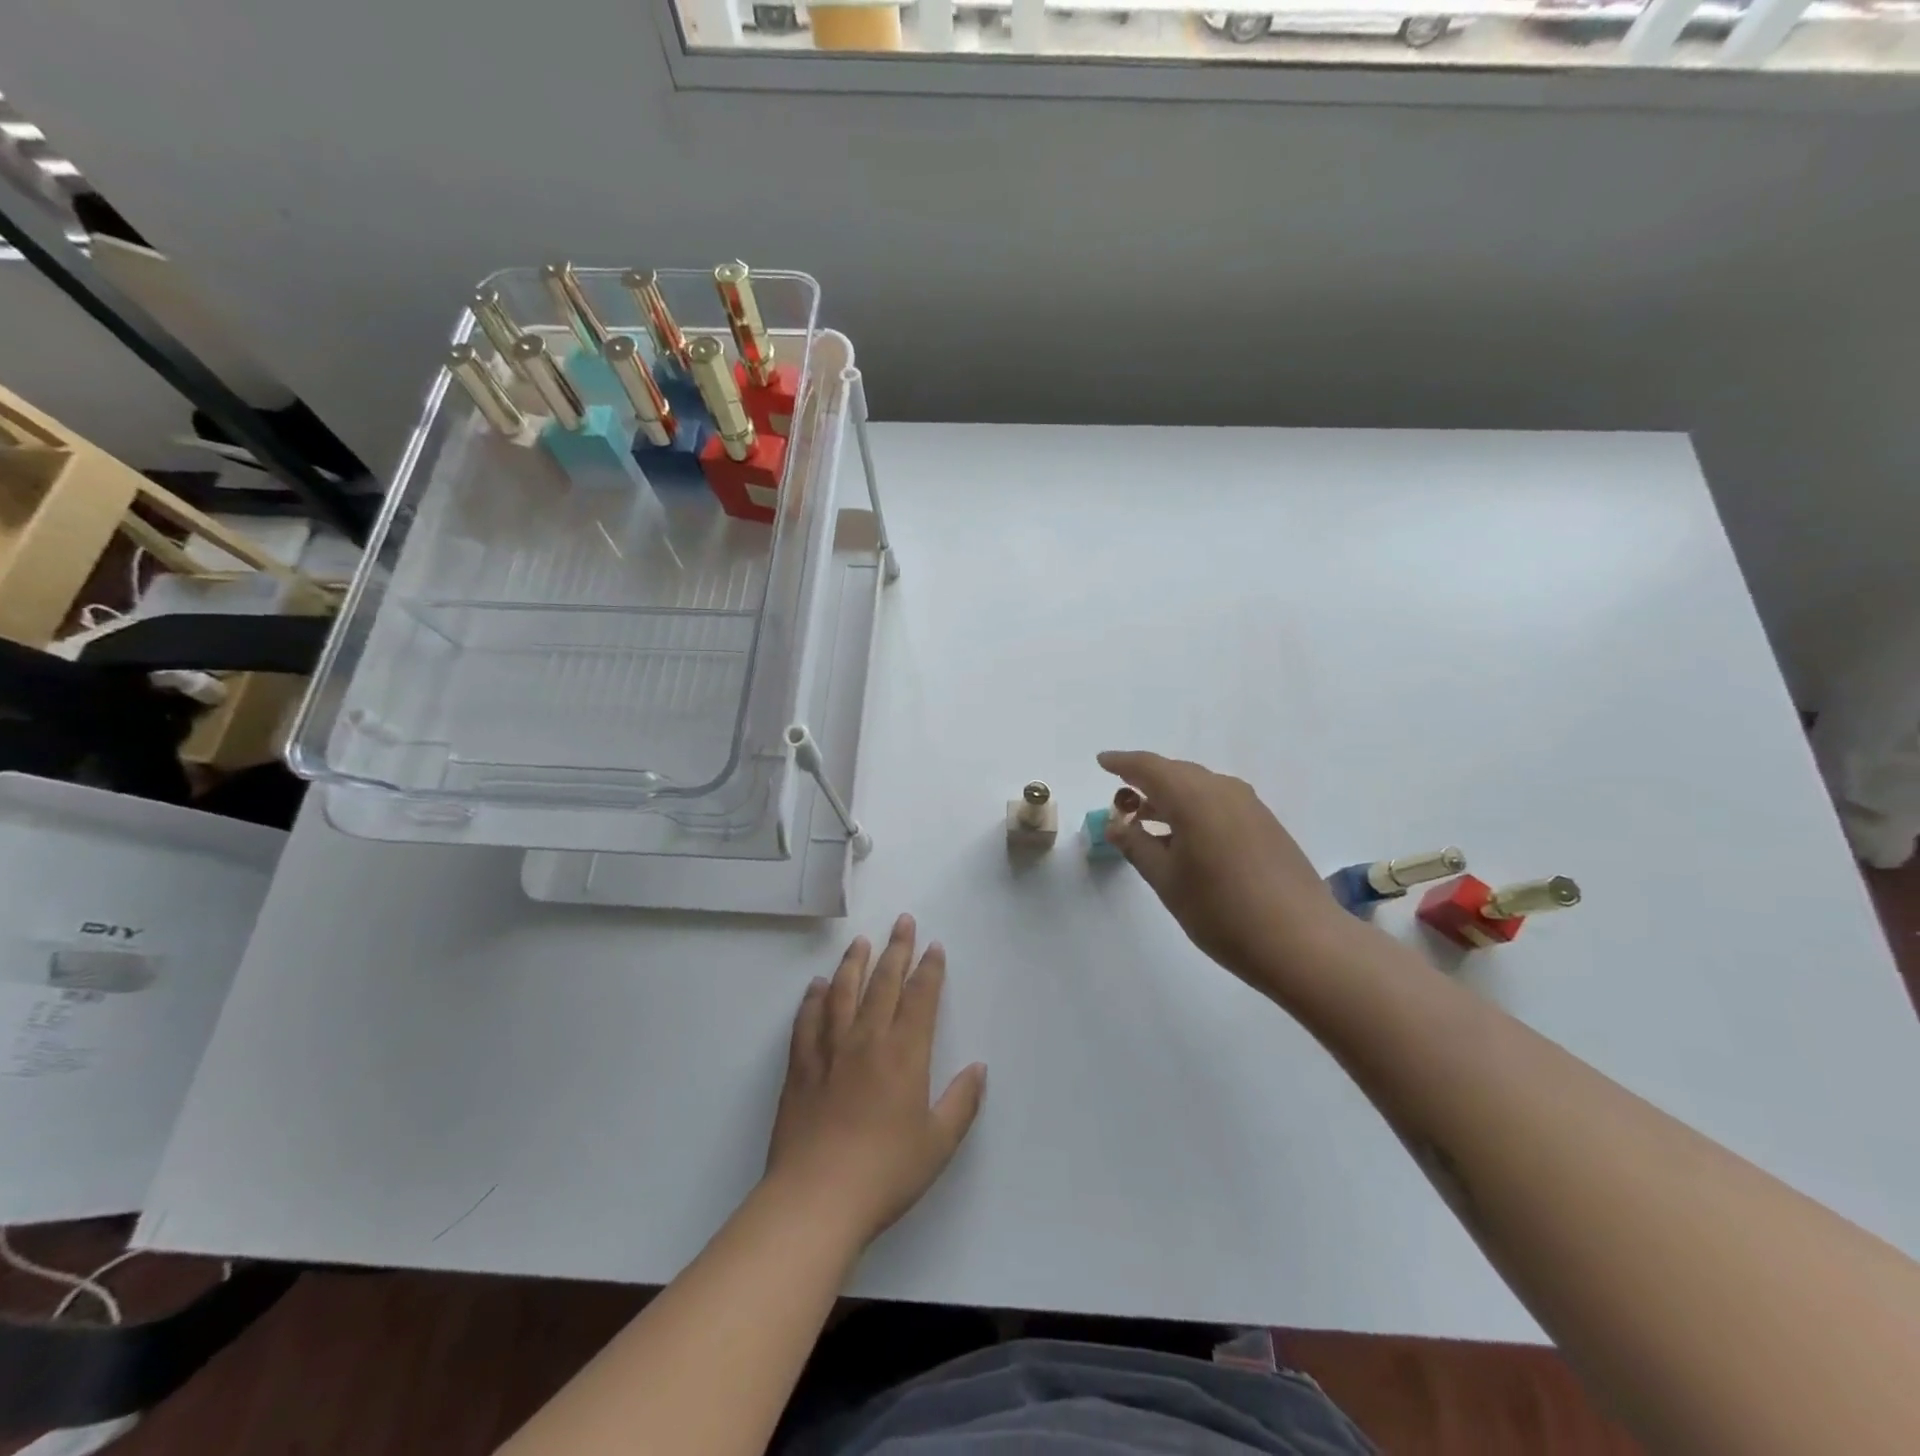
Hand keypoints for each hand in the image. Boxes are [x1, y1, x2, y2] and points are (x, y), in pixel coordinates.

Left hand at [764, 915, 986, 1248]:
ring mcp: (829, 1049)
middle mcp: (867, 1039)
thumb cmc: (885, 1172)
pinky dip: (813, 999)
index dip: (929, 969)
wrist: (816, 1198)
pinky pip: (807, 1020)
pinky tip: (817, 986)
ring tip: (861, 941)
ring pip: (843, 992)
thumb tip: (978, 1068)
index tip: (934, 946)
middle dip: (896, 949)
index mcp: (904, 1053)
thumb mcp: (938, 1143)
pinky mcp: (800, 1066)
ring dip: (854, 963)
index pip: (920, 997)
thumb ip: (962, 1102)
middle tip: (902, 921)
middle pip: (883, 982)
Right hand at [1097, 750, 1351, 990]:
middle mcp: (1223, 791)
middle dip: (1145, 781)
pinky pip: (1219, 803)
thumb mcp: (1167, 881)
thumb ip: (1137, 846)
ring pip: (1200, 788)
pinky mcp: (1266, 825)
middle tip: (1121, 799)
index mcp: (1194, 797)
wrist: (1303, 942)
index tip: (1102, 761)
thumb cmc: (1222, 912)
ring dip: (1170, 797)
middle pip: (1176, 773)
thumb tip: (1116, 824)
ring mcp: (1250, 807)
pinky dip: (1194, 809)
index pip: (1149, 767)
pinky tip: (1185, 838)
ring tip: (1146, 820)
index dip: (1122, 763)